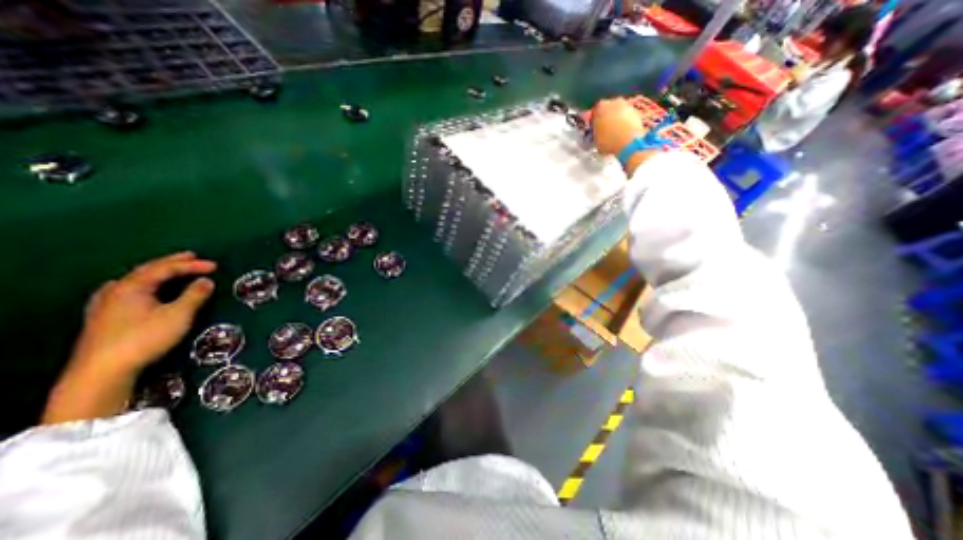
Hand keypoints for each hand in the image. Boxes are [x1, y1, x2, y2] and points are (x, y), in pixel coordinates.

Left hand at [42, 252, 214, 424]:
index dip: (192, 265)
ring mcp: (105, 304)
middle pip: (147, 271)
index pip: (166, 269)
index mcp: (133, 287)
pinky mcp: (103, 317)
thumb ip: (194, 296)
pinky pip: (123, 291)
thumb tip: (206, 281)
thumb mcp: (179, 315)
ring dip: (155, 273)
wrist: (103, 370)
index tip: (215, 266)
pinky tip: (130, 288)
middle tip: (192, 257)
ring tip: (168, 270)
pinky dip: (137, 284)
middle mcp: (116, 291)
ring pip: (134, 280)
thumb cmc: (145, 337)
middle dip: (171, 263)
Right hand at [586, 97, 646, 155]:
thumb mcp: (595, 140)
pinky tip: (623, 133)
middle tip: (605, 130)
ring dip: (616, 120)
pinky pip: (627, 116)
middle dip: (606, 118)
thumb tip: (597, 135)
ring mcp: (627, 104)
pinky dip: (625, 122)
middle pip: (608, 109)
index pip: (594, 112)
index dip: (594, 122)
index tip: (595, 130)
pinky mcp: (636, 111)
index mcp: (600, 107)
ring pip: (618, 112)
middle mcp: (613, 101)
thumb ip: (595, 134)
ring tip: (615, 133)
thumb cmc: (608, 141)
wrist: (630, 142)